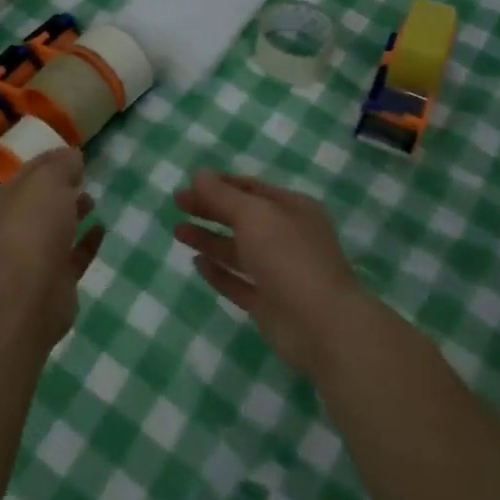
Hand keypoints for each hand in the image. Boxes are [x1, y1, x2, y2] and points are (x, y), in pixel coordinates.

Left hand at [0, 148, 103, 348]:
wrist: (30, 293)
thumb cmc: (35, 226)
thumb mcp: (49, 180)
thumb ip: (62, 165)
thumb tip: (72, 156)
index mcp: (9, 197)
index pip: (32, 171)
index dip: (52, 160)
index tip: (76, 154)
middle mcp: (18, 224)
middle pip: (43, 200)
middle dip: (62, 187)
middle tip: (84, 178)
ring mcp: (36, 254)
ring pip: (57, 227)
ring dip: (74, 212)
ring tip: (93, 201)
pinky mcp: (56, 279)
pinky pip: (74, 255)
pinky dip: (87, 242)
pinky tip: (101, 229)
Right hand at [173, 171, 369, 377]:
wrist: (322, 326)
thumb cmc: (289, 257)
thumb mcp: (254, 215)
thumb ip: (223, 195)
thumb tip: (198, 174)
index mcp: (292, 209)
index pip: (251, 188)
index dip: (219, 184)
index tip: (188, 184)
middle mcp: (287, 237)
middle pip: (242, 218)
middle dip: (209, 209)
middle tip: (177, 204)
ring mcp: (279, 273)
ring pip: (237, 250)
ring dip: (209, 239)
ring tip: (178, 232)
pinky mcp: (269, 304)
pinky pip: (238, 283)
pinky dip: (218, 272)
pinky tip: (197, 263)